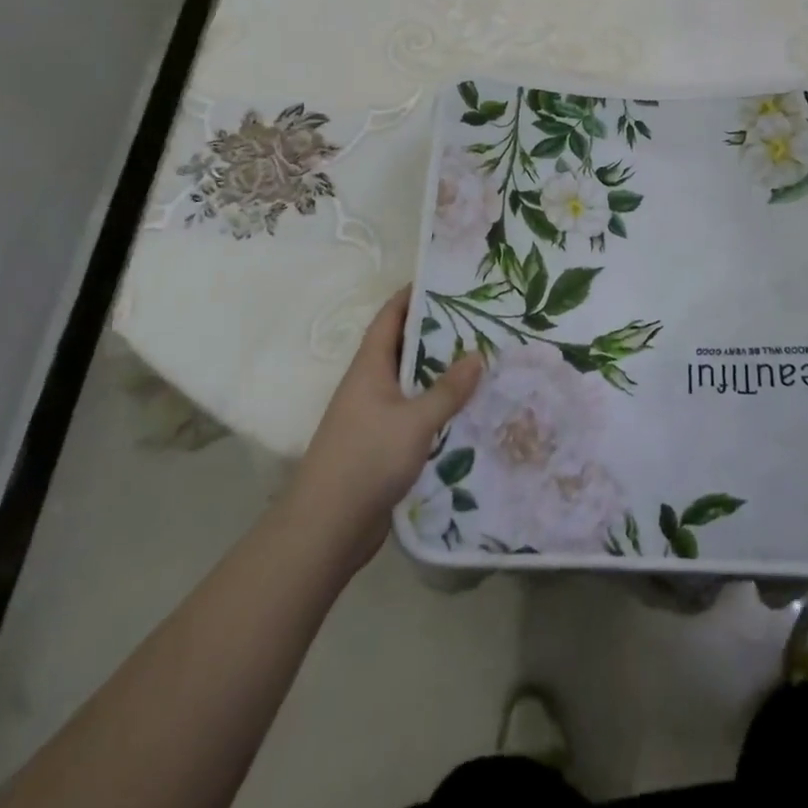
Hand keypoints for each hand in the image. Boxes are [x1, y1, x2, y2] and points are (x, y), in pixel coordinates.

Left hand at [287, 286, 481, 571]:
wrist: (326, 528)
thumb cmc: (367, 459)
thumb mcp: (415, 421)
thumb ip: (448, 389)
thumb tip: (478, 355)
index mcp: (369, 366)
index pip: (390, 316)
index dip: (413, 295)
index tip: (445, 280)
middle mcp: (369, 384)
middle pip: (403, 347)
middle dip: (436, 333)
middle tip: (477, 320)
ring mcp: (372, 415)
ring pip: (410, 382)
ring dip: (438, 372)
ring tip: (480, 360)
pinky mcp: (380, 444)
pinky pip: (412, 412)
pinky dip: (435, 406)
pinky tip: (465, 410)